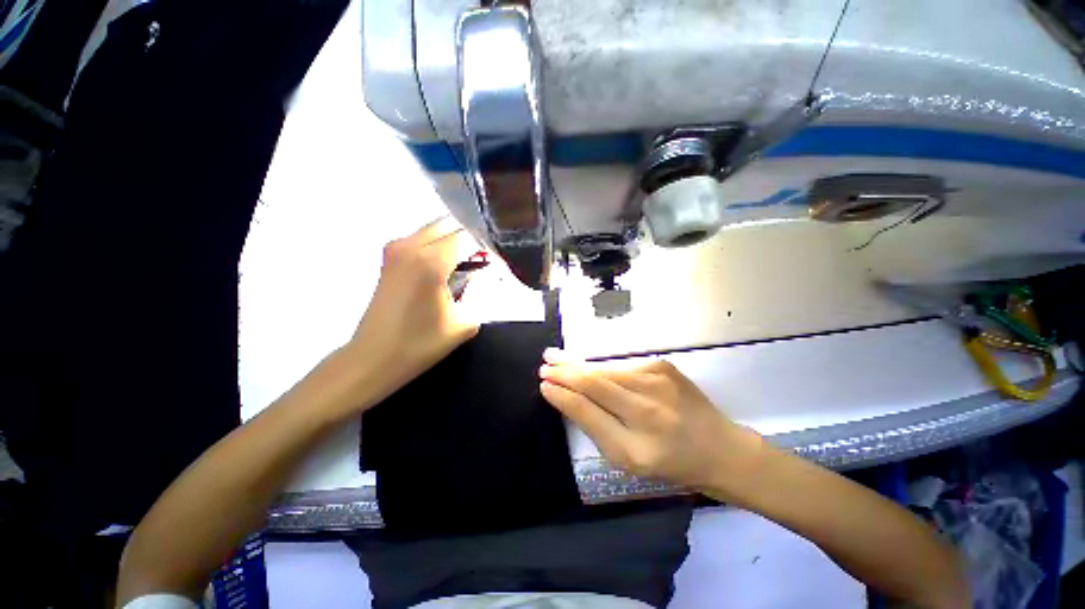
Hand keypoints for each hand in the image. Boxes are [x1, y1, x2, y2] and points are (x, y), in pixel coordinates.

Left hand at [343, 217, 479, 407]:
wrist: (373, 357)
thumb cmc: (420, 345)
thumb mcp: (463, 323)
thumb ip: (479, 292)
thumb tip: (485, 273)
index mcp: (431, 262)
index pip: (468, 237)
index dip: (488, 244)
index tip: (501, 257)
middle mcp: (411, 246)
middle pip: (450, 225)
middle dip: (472, 236)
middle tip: (488, 255)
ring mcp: (396, 248)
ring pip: (435, 228)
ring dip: (455, 238)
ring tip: (472, 258)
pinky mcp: (389, 256)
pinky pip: (422, 237)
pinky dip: (439, 243)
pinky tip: (450, 262)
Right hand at [539, 350, 765, 491]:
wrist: (720, 447)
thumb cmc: (671, 462)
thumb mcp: (628, 458)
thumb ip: (594, 426)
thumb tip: (565, 397)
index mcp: (639, 440)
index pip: (589, 407)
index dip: (563, 394)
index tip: (543, 384)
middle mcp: (648, 403)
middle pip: (595, 379)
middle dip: (565, 370)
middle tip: (544, 362)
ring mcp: (657, 378)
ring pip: (606, 368)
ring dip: (579, 363)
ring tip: (556, 358)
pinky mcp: (662, 364)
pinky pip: (621, 365)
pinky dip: (601, 366)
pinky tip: (587, 365)